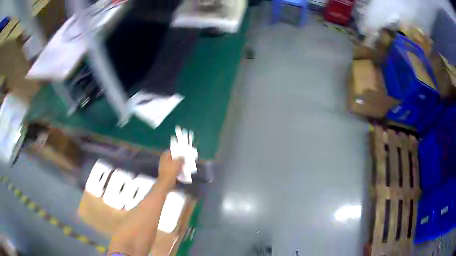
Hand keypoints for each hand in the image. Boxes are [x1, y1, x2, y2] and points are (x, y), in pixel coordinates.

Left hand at [158, 151, 183, 189]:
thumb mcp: (177, 162)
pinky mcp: (167, 174)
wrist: (166, 183)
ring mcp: (165, 168)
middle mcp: (163, 161)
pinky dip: (178, 171)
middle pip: (172, 158)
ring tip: (185, 165)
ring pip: (173, 164)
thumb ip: (181, 158)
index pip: (171, 151)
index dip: (176, 151)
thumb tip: (183, 157)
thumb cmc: (170, 171)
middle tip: (185, 158)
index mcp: (164, 156)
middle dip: (178, 158)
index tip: (182, 151)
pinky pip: (174, 170)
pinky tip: (183, 172)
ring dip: (179, 165)